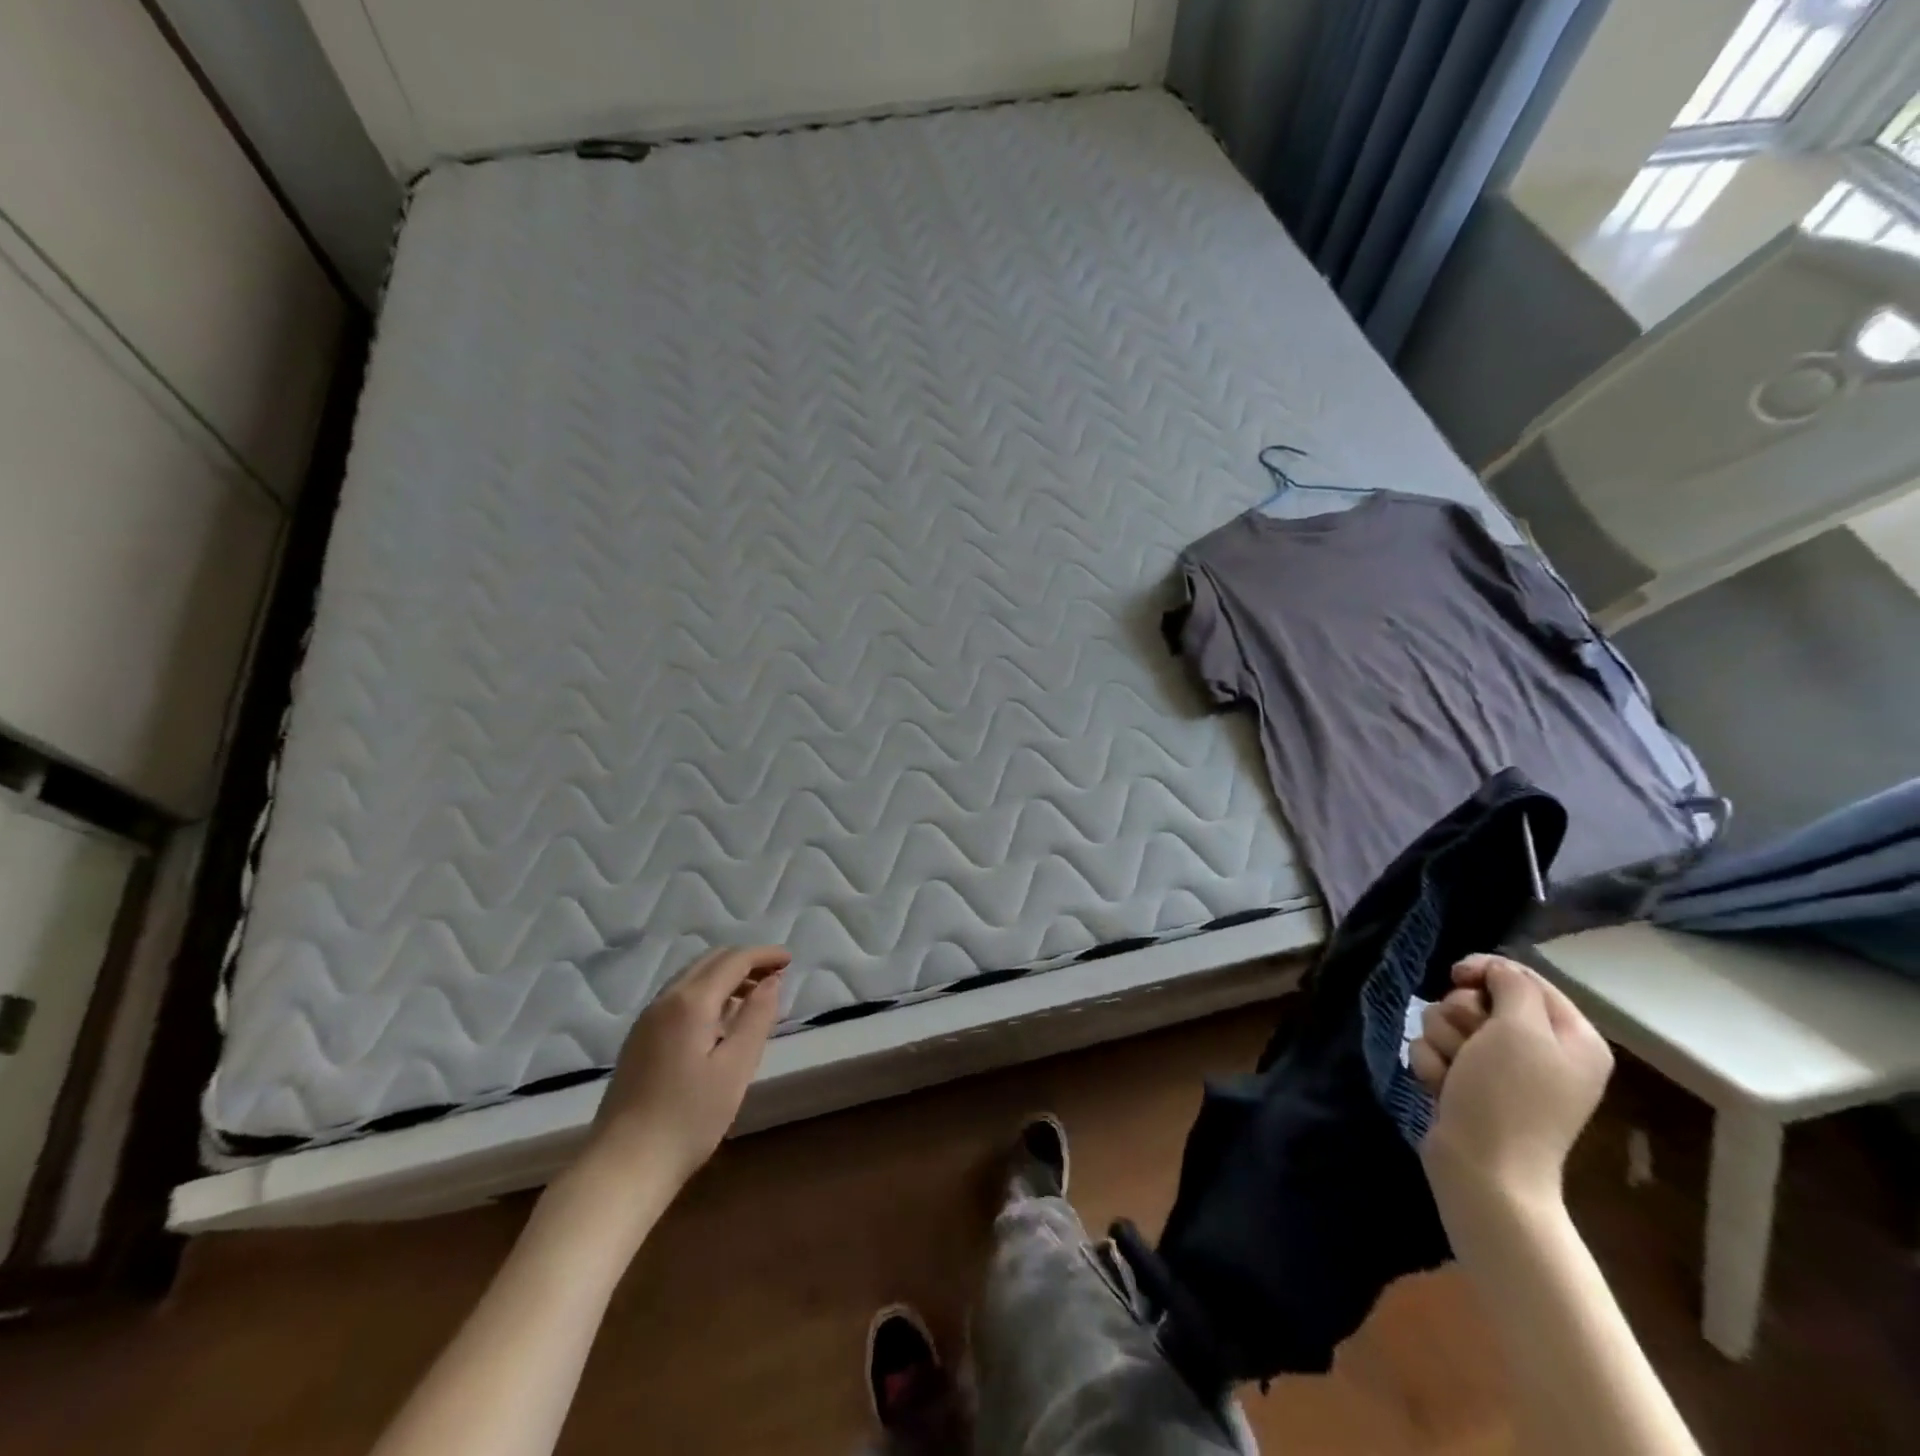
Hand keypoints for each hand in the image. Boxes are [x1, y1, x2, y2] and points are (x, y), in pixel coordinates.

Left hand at [584, 945, 790, 1194]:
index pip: (733, 960)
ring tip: (754, 997)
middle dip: (746, 961)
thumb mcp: (735, 1068)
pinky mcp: (639, 1039)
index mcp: (690, 1002)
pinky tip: (720, 1021)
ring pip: (692, 977)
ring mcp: (647, 1019)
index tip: (790, 960)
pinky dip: (707, 993)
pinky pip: (679, 997)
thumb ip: (756, 1017)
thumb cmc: (688, 1118)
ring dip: (726, 976)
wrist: (622, 1167)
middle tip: (776, 976)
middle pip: (710, 961)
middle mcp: (665, 1000)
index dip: (764, 955)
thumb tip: (772, 982)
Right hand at [1411, 954, 1612, 1210]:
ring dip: (1443, 1043)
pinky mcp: (1467, 1084)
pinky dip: (1433, 1066)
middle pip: (1479, 998)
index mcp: (1571, 1037)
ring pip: (1448, 1022)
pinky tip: (1443, 1089)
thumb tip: (1495, 970)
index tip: (1457, 975)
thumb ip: (1512, 985)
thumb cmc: (1509, 1097)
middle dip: (1460, 1015)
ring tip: (1454, 1074)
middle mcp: (1539, 1050)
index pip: (1522, 976)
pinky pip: (1435, 1051)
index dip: (1486, 970)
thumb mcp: (1521, 1030)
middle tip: (1469, 1043)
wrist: (1483, 1170)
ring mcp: (1500, 1069)